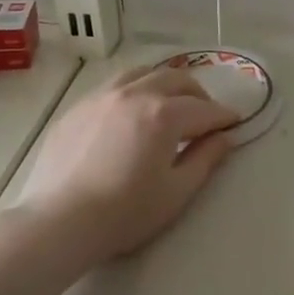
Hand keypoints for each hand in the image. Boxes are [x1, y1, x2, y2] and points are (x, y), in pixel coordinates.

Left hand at [11, 64, 238, 269]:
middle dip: (198, 93)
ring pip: (143, 73)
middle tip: (205, 115)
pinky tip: (131, 113)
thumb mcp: (176, 192)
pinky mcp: (78, 107)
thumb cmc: (124, 213)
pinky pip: (114, 86)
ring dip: (164, 84)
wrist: (58, 221)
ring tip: (169, 104)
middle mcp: (135, 94)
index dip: (224, 116)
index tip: (235, 124)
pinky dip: (134, 90)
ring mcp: (102, 96)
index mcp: (164, 114)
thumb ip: (205, 160)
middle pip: (176, 79)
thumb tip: (224, 138)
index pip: (204, 108)